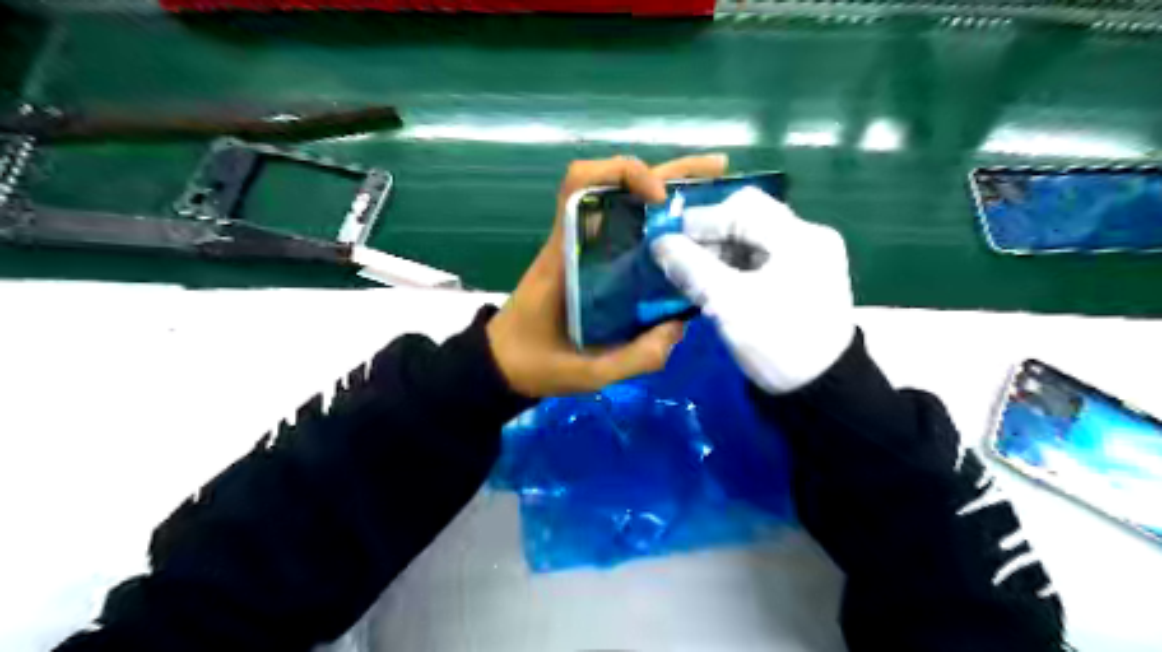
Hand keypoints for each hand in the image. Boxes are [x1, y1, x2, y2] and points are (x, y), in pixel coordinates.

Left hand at [487, 152, 723, 395]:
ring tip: (714, 195)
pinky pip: (628, 230)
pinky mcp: (593, 262)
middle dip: (669, 171)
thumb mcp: (588, 373)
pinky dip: (659, 223)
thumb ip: (636, 356)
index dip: (623, 173)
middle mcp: (577, 240)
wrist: (503, 365)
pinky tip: (689, 235)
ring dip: (669, 191)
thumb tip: (680, 325)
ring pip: (627, 203)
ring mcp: (586, 249)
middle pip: (617, 184)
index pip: (580, 183)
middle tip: (718, 170)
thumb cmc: (537, 363)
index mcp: (566, 254)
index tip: (660, 197)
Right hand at [653, 187, 850, 394]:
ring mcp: (809, 257)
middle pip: (749, 219)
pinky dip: (735, 265)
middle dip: (711, 235)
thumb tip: (660, 244)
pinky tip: (716, 281)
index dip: (701, 220)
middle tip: (681, 258)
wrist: (821, 389)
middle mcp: (809, 237)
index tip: (669, 242)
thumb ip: (691, 268)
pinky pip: (762, 257)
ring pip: (753, 238)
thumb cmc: (776, 343)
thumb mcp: (728, 305)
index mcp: (799, 237)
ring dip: (720, 251)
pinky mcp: (804, 276)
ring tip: (694, 273)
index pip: (742, 208)